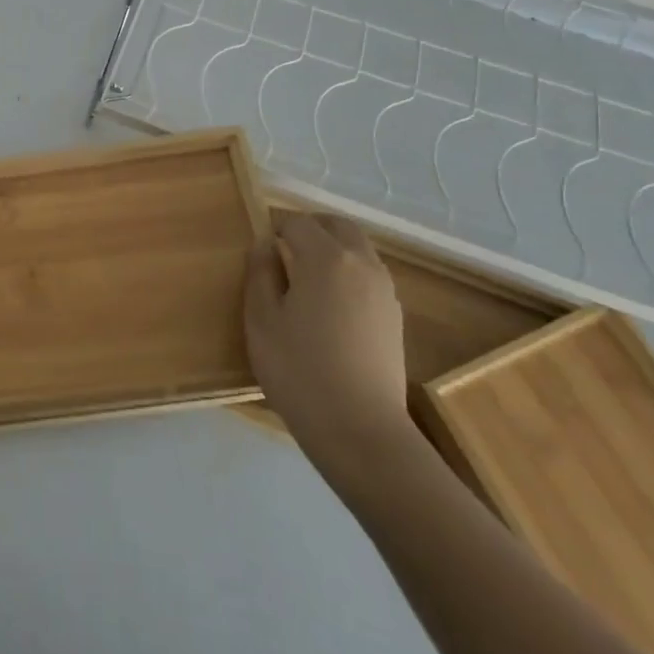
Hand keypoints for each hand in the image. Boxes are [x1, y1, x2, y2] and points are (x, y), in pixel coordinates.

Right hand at [244, 210, 414, 487]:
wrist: (360, 431)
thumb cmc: (299, 370)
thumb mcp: (261, 319)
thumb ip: (261, 273)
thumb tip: (264, 245)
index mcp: (326, 258)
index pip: (297, 222)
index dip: (275, 227)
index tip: (258, 247)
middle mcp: (362, 264)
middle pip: (338, 226)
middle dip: (310, 228)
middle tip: (283, 248)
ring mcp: (384, 291)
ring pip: (358, 249)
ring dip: (332, 249)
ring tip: (305, 277)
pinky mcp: (394, 318)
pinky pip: (369, 276)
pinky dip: (348, 273)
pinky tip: (329, 305)